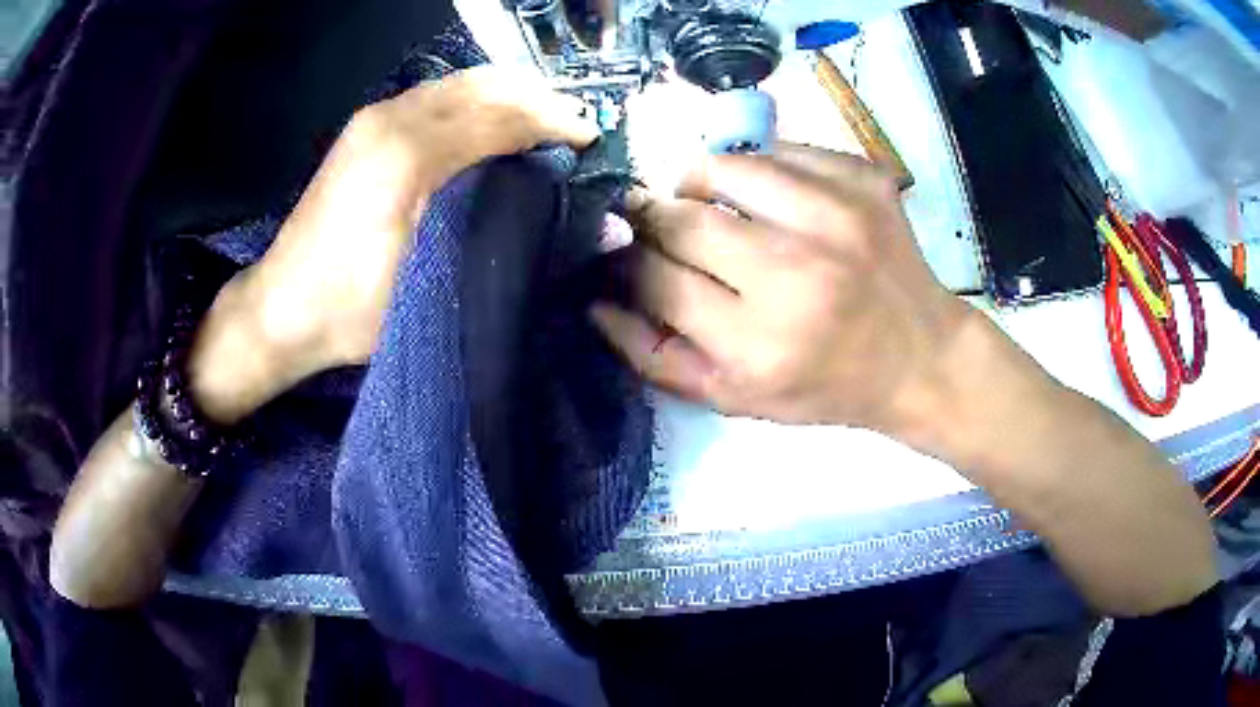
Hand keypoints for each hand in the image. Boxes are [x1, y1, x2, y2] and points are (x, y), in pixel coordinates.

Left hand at [238, 67, 597, 377]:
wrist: (281, 308)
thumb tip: (574, 214)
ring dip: (510, 95)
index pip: (501, 119)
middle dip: (539, 99)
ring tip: (545, 121)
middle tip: (577, 126)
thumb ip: (495, 235)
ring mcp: (376, 117)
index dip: (554, 123)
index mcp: (409, 155)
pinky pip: (436, 96)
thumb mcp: (428, 281)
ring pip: (461, 84)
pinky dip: (475, 100)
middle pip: (486, 86)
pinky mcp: (366, 126)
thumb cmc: (353, 310)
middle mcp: (393, 119)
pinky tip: (492, 122)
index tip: (594, 138)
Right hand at [591, 144, 970, 431]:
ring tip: (707, 203)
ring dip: (698, 183)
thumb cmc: (826, 387)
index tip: (628, 259)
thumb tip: (596, 302)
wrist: (920, 357)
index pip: (656, 278)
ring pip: (724, 166)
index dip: (629, 264)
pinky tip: (769, 198)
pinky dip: (758, 169)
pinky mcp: (862, 180)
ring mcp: (836, 215)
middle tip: (658, 224)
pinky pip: (779, 150)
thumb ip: (656, 358)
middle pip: (681, 216)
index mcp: (760, 342)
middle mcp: (797, 272)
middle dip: (652, 217)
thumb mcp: (737, 399)